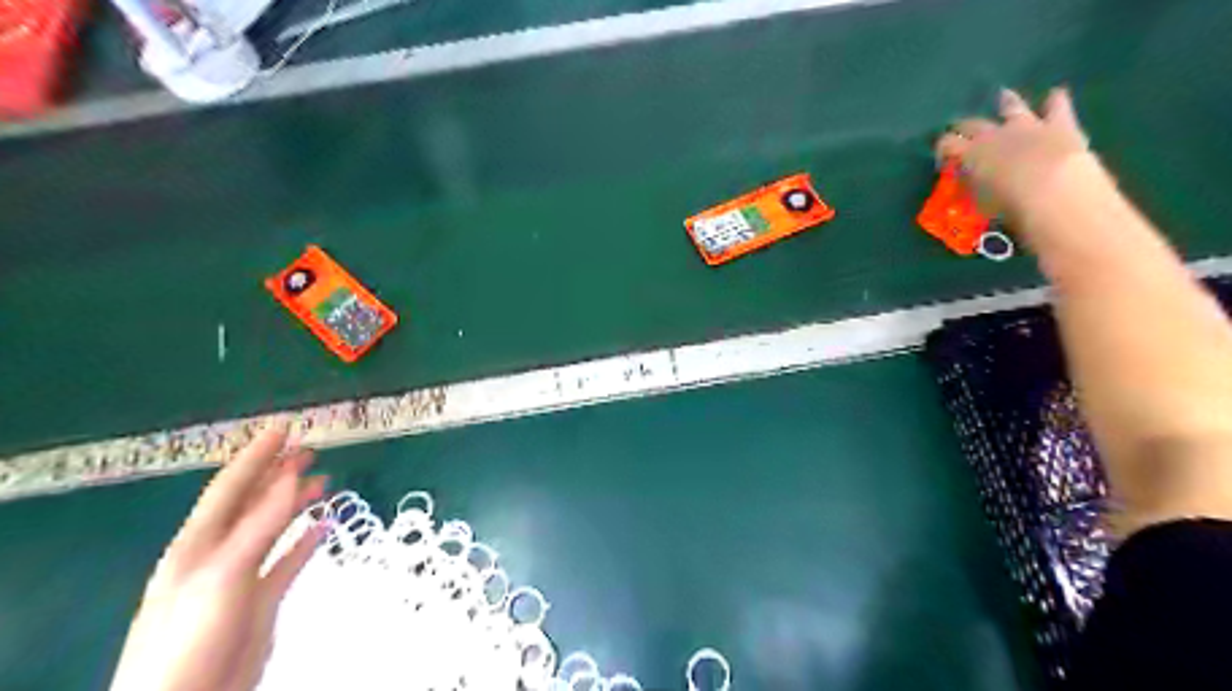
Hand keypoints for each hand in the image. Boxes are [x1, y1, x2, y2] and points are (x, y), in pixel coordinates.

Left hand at [108, 418, 327, 690]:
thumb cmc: (192, 636)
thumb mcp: (223, 575)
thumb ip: (259, 525)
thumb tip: (292, 475)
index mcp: (199, 542)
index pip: (230, 486)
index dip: (257, 454)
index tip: (285, 426)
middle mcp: (219, 552)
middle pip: (252, 502)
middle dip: (279, 472)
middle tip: (310, 447)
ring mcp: (241, 575)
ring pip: (273, 527)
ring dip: (295, 501)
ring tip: (324, 478)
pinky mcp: (261, 598)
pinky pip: (288, 559)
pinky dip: (306, 539)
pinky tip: (324, 524)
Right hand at [941, 86, 1101, 218]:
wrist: (1053, 189)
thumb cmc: (1007, 204)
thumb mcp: (979, 201)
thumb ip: (973, 186)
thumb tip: (969, 181)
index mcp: (971, 153)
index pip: (947, 144)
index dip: (942, 149)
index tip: (943, 160)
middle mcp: (994, 134)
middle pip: (972, 123)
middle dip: (964, 126)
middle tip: (961, 130)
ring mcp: (1027, 125)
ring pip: (1013, 106)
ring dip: (1007, 101)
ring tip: (1004, 95)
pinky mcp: (1059, 124)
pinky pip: (1057, 105)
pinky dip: (1055, 100)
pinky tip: (1055, 95)